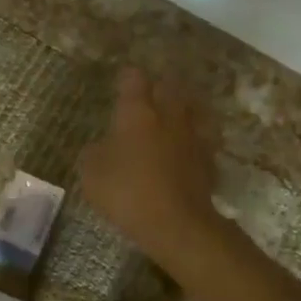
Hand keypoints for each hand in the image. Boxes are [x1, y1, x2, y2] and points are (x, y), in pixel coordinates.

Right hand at [80, 68, 222, 260]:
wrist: (178, 224)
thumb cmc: (127, 192)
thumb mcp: (91, 174)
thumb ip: (94, 153)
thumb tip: (101, 146)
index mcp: (137, 113)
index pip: (134, 79)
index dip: (128, 76)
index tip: (123, 78)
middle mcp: (168, 116)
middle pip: (169, 87)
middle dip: (158, 86)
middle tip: (149, 92)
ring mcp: (192, 136)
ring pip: (190, 109)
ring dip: (181, 107)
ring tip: (172, 113)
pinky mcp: (208, 159)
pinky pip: (201, 138)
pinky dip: (193, 138)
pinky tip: (186, 146)